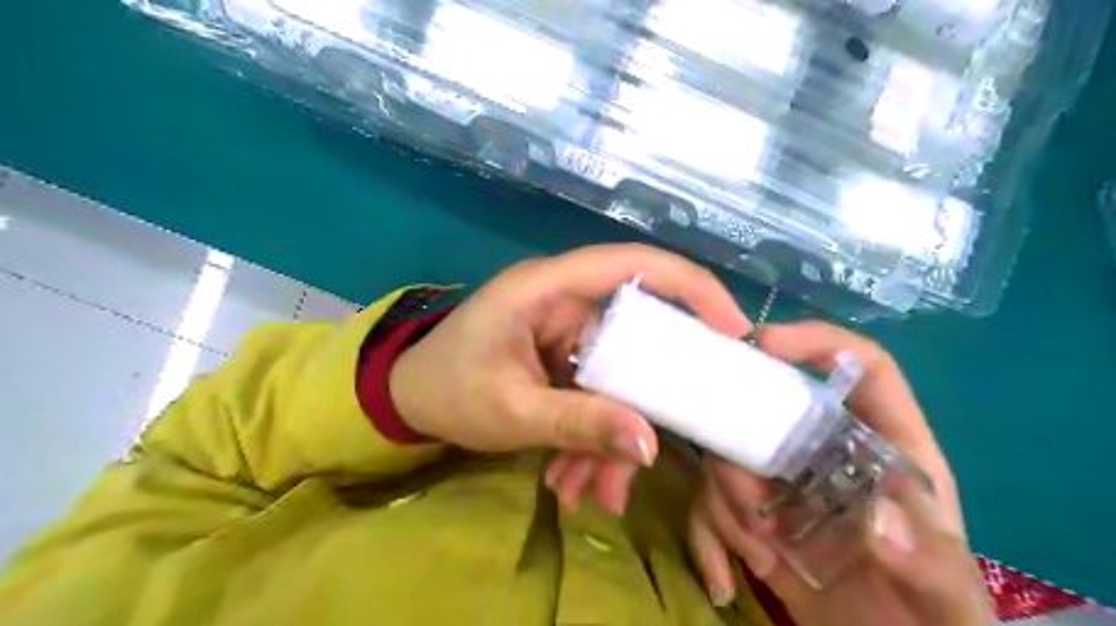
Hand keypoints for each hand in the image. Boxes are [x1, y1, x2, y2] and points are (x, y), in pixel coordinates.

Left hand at [390, 241, 747, 474]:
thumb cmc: (446, 391)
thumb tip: (651, 446)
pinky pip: (596, 392)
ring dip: (611, 436)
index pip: (635, 264)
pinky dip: (592, 435)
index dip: (691, 288)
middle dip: (645, 402)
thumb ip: (579, 424)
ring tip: (595, 493)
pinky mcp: (562, 357)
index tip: (733, 332)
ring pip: (617, 377)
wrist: (404, 400)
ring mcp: (565, 331)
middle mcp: (564, 300)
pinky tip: (572, 481)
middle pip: (635, 338)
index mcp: (548, 287)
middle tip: (653, 456)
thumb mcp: (512, 412)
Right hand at [689, 323, 993, 625]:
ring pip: (727, 458)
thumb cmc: (928, 618)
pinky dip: (707, 539)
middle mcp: (824, 451)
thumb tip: (878, 520)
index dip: (816, 342)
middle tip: (752, 504)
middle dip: (743, 448)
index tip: (762, 343)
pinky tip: (723, 580)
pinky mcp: (751, 515)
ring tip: (759, 554)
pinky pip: (709, 505)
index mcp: (886, 448)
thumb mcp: (947, 601)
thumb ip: (929, 562)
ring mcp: (781, 482)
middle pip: (767, 408)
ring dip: (728, 505)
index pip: (860, 367)